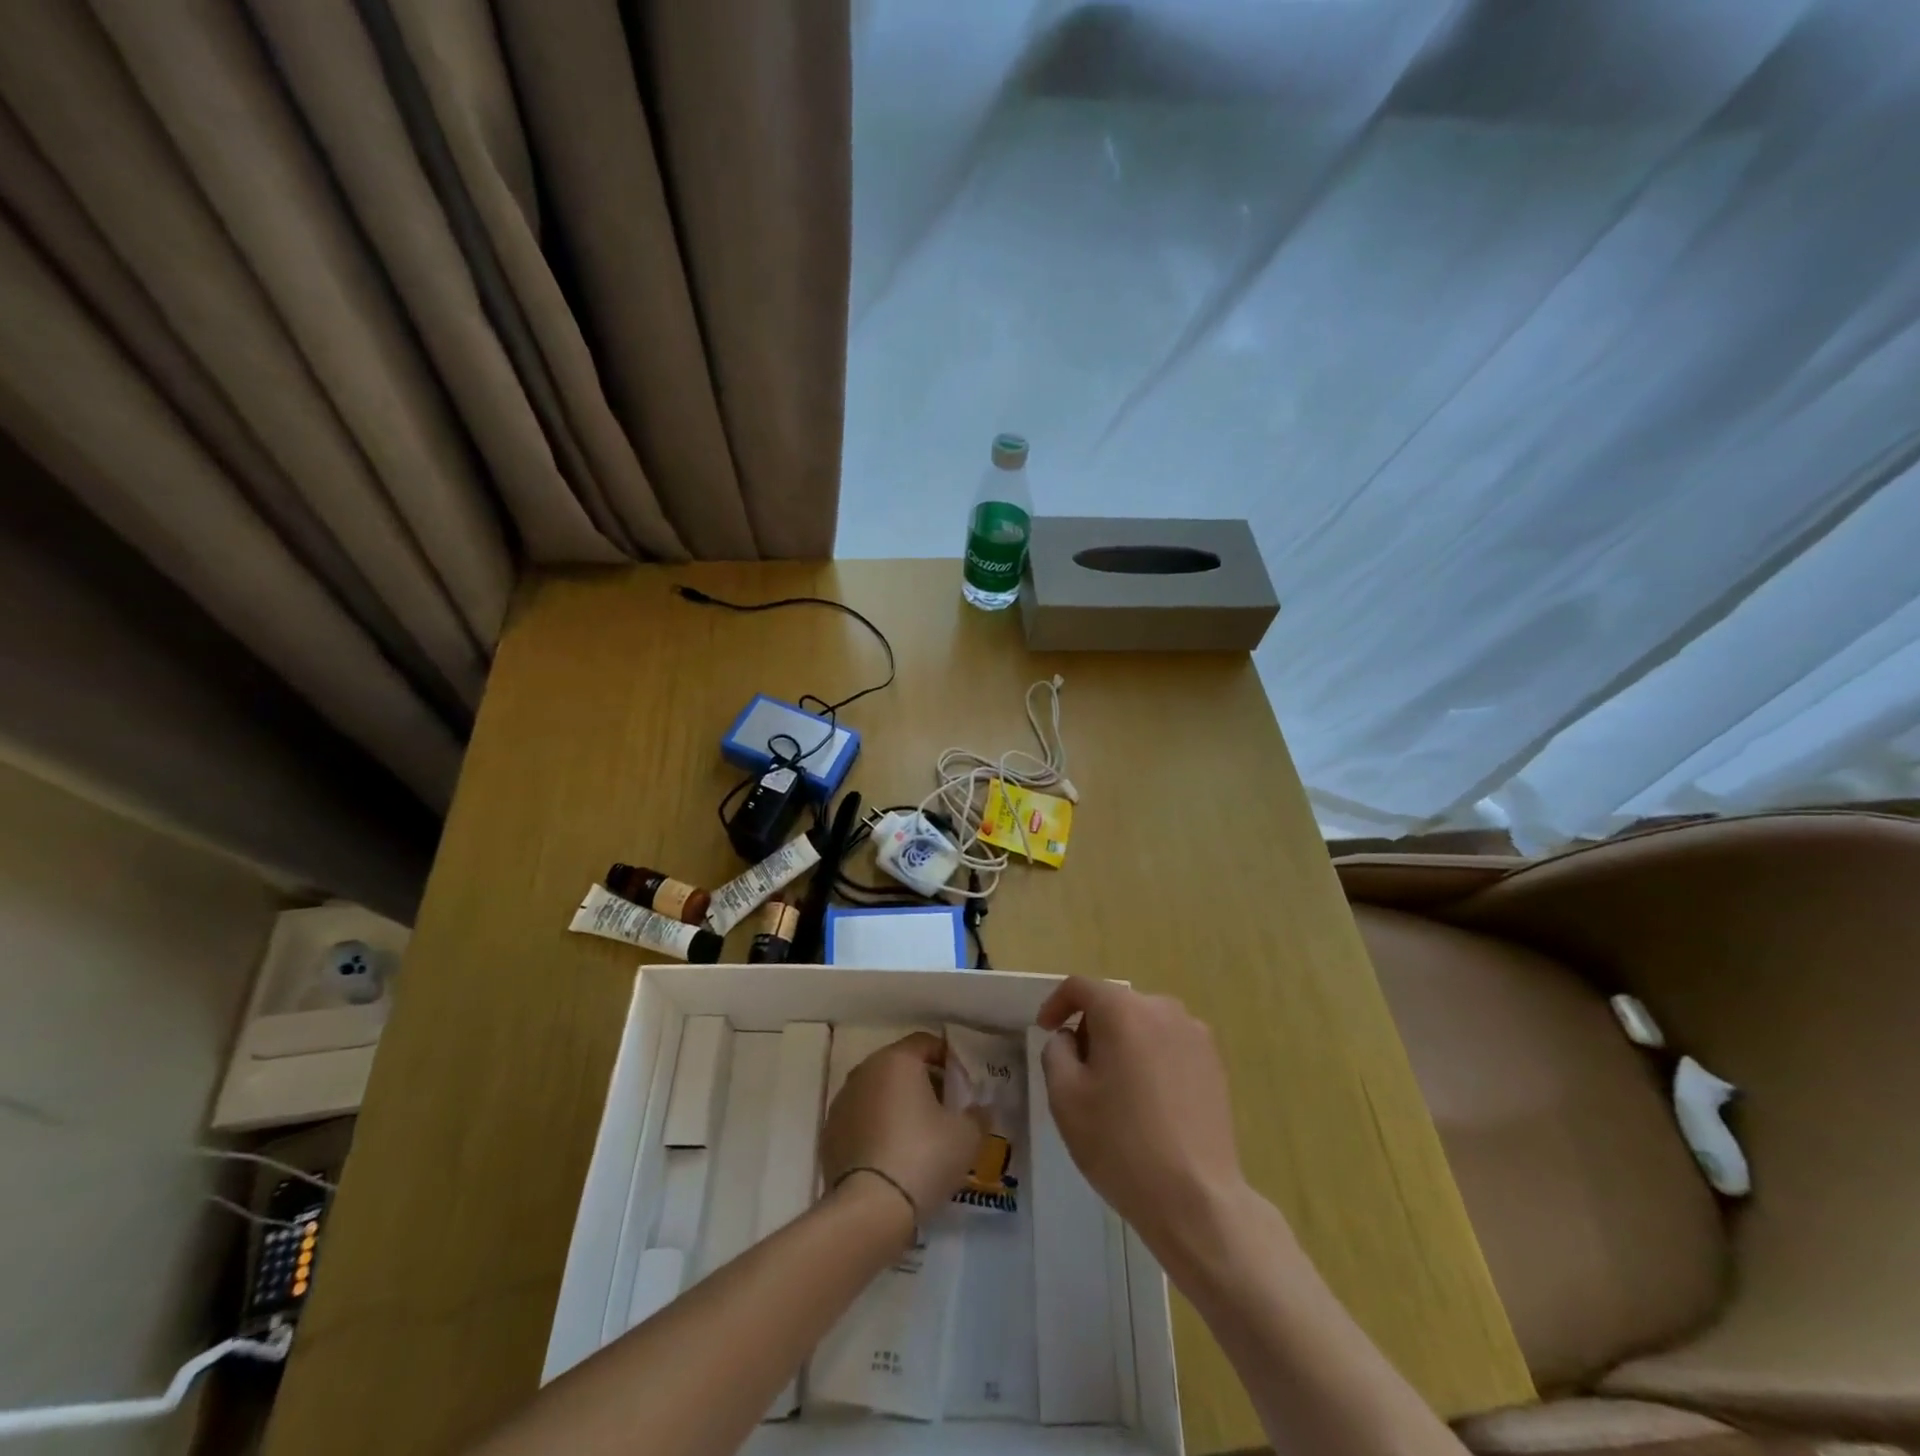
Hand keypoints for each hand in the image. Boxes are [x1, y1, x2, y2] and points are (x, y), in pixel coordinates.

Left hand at [820, 1033, 986, 1233]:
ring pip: (877, 1092)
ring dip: (897, 1104)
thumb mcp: (966, 1137)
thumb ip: (978, 1115)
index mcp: (897, 1060)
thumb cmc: (923, 1157)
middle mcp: (865, 1071)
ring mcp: (842, 1102)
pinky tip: (892, 1156)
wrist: (869, 1210)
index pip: (925, 1042)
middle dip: (923, 1081)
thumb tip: (980, 1109)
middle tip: (945, 1109)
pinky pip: (861, 1120)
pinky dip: (876, 1128)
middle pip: (900, 1065)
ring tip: (919, 1136)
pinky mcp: (829, 1134)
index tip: (962, 1083)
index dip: (947, 1058)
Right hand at [1037, 978, 1246, 1255]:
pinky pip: (1170, 1045)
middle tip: (1079, 1072)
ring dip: (1123, 1044)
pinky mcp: (1215, 1063)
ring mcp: (1195, 1034)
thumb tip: (1070, 1038)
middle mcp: (1162, 1009)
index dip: (1056, 1004)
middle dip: (1090, 1028)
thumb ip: (1056, 1051)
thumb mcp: (1065, 1097)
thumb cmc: (1121, 1144)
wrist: (1196, 1199)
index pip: (1080, 987)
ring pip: (1144, 1024)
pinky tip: (1149, 1102)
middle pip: (1114, 1004)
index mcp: (1123, 1010)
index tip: (1044, 1030)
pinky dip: (1151, 1059)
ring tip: (1115, 1091)